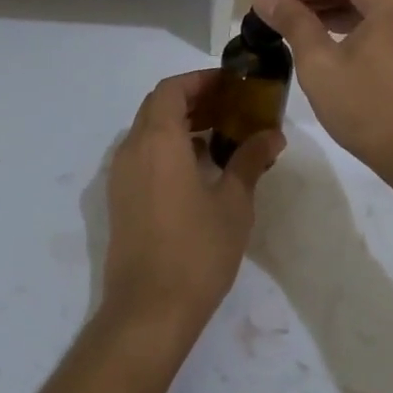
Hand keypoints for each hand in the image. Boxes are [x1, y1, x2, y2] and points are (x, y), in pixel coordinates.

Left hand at [99, 70, 283, 350]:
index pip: (172, 89)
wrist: (148, 311)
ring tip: (219, 135)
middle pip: (158, 106)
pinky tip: (197, 168)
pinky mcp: (120, 199)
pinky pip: (142, 155)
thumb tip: (273, 134)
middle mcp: (132, 149)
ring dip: (179, 123)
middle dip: (192, 99)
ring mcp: (121, 175)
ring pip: (148, 130)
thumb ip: (250, 161)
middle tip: (229, 106)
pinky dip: (167, 147)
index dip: (199, 80)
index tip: (229, 84)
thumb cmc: (196, 251)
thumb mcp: (233, 203)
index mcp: (158, 140)